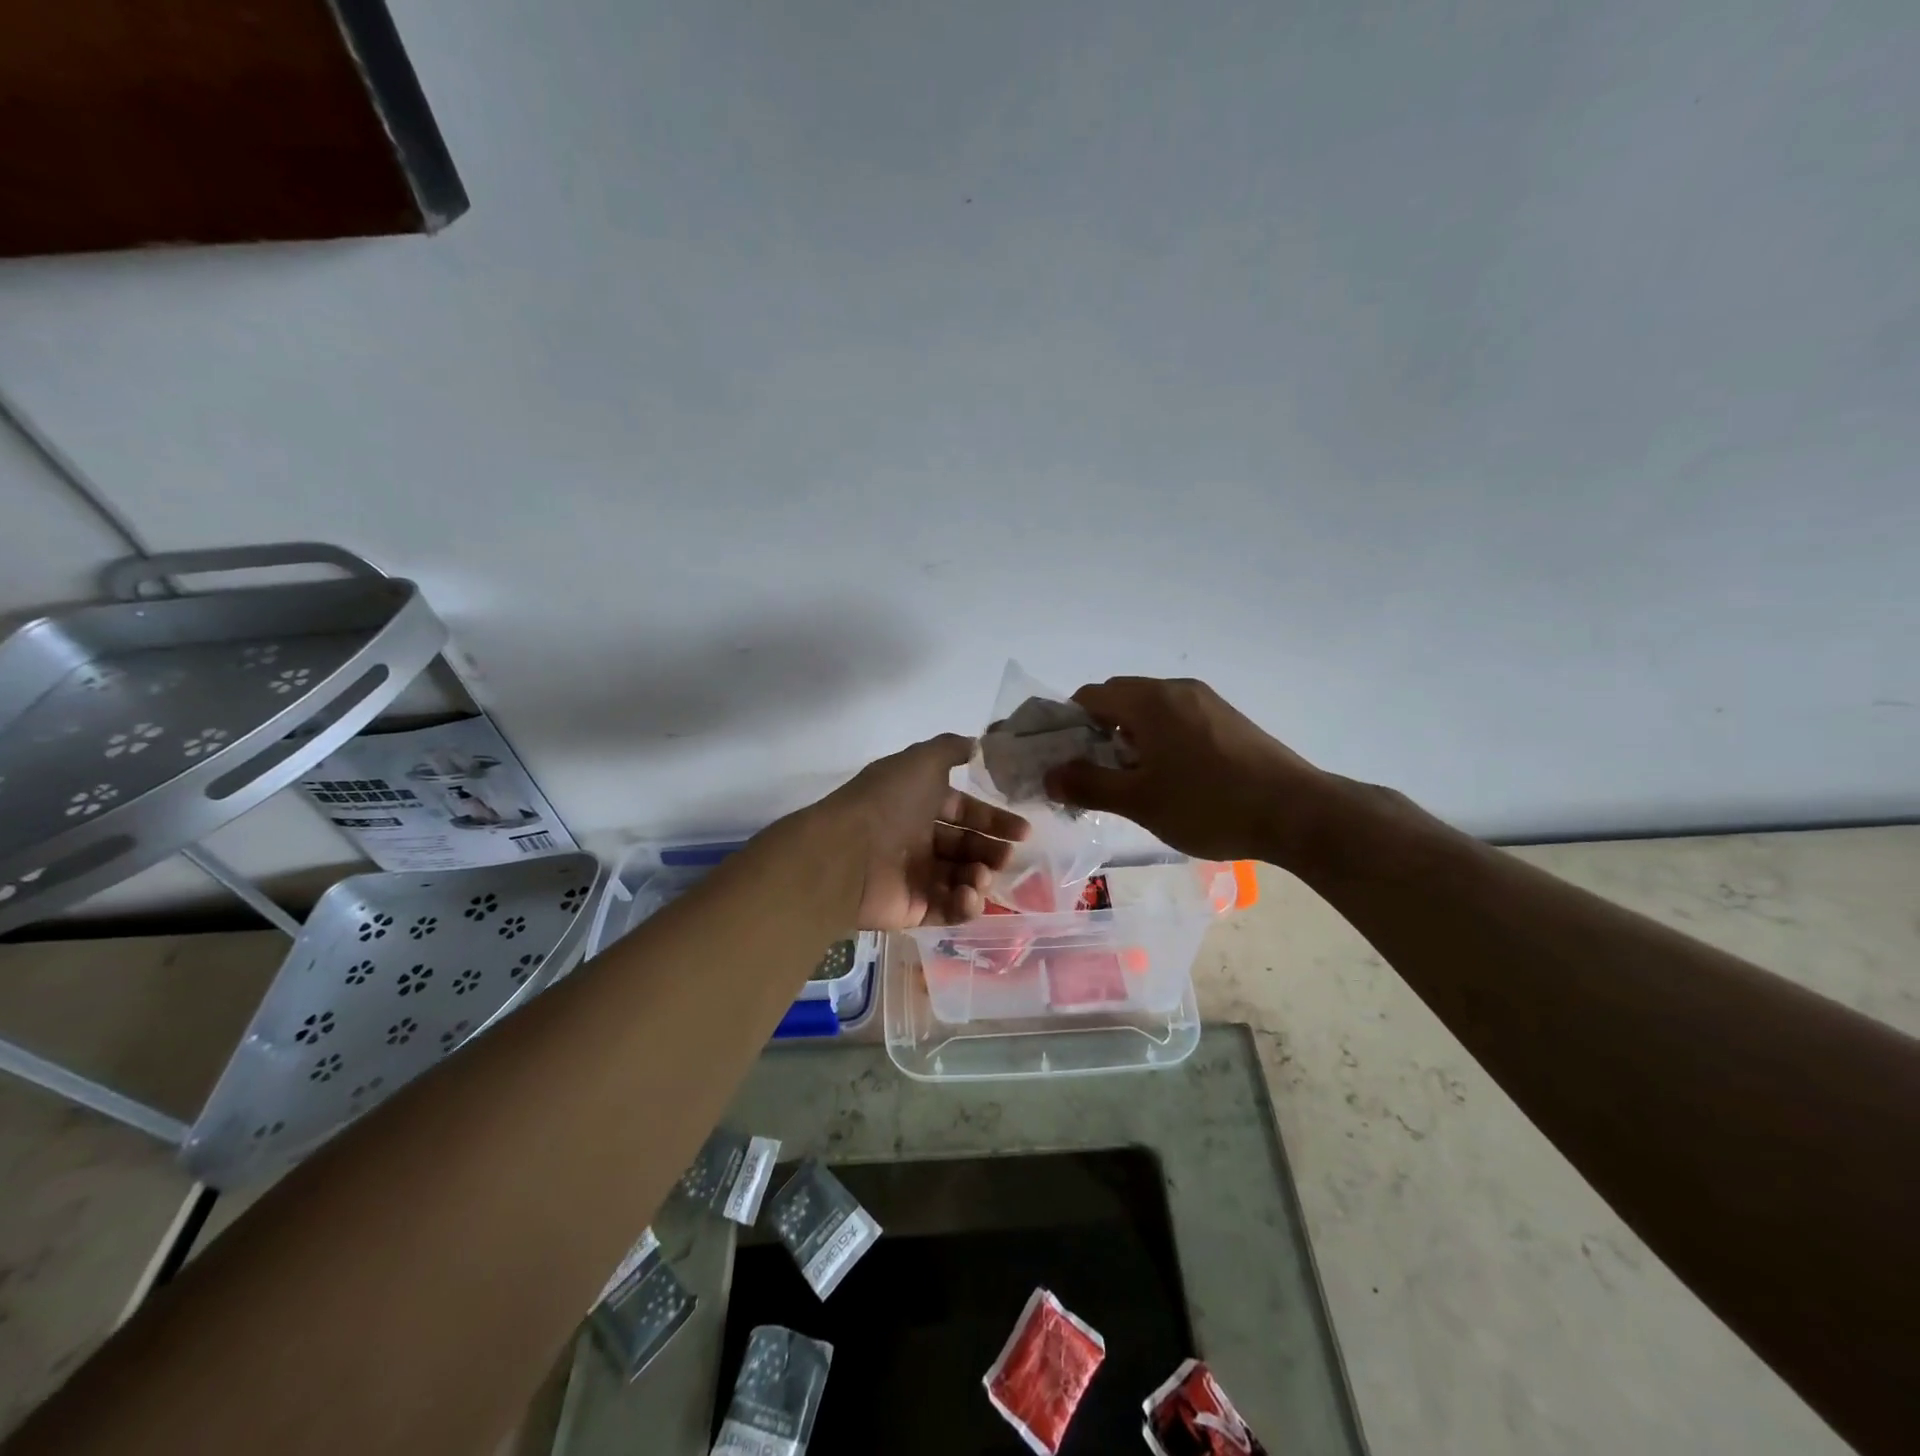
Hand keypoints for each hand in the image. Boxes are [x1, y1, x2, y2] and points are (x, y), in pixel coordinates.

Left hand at [818, 734, 1030, 930]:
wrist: (846, 854)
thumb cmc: (888, 802)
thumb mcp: (921, 761)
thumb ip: (950, 749)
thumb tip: (977, 744)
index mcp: (919, 805)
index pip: (964, 813)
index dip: (994, 820)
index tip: (1023, 832)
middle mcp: (917, 839)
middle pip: (966, 848)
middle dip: (991, 852)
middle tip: (1006, 857)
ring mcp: (914, 876)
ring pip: (960, 879)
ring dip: (980, 877)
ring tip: (981, 876)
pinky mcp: (912, 909)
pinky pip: (947, 909)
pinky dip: (964, 904)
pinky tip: (969, 895)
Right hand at [1044, 677, 1330, 865]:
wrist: (1298, 813)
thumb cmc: (1209, 804)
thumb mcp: (1139, 801)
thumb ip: (1088, 784)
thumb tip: (1050, 775)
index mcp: (1150, 700)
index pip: (1090, 696)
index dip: (1068, 725)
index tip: (1065, 760)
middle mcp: (1177, 689)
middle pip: (1120, 698)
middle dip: (1098, 732)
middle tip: (1096, 774)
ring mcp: (1207, 702)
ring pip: (1151, 710)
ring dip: (1130, 737)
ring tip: (1134, 780)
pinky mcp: (1229, 720)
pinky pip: (1178, 719)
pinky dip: (1160, 739)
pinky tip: (1172, 777)